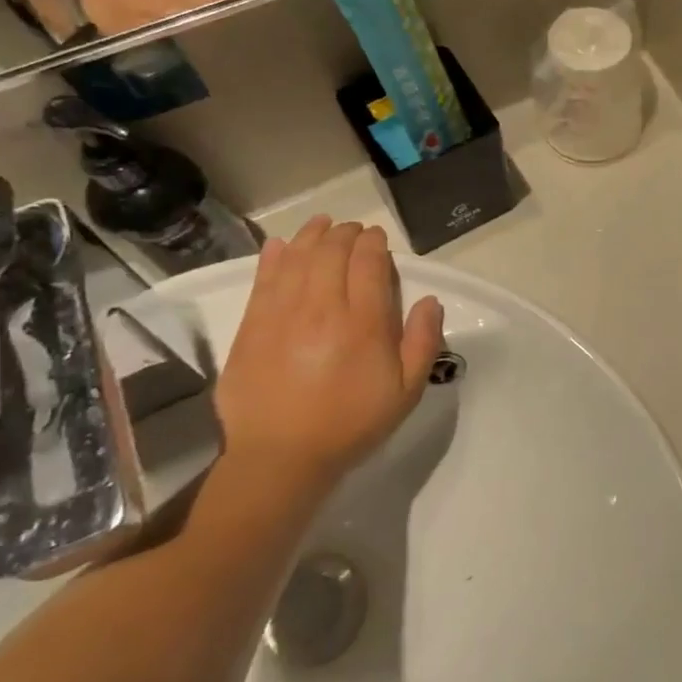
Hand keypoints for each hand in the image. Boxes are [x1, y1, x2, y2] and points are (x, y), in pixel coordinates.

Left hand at [215, 217, 445, 492]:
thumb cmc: (351, 423)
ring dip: (313, 235)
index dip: (374, 242)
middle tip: (354, 232)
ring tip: (323, 225)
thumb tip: (430, 301)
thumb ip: (423, 342)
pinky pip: (264, 278)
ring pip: (298, 257)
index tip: (378, 239)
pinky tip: (282, 245)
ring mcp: (282, 313)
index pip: (368, 262)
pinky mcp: (252, 326)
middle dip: (346, 233)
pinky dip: (275, 256)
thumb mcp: (406, 391)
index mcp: (363, 322)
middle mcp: (322, 307)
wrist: (281, 457)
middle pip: (332, 251)